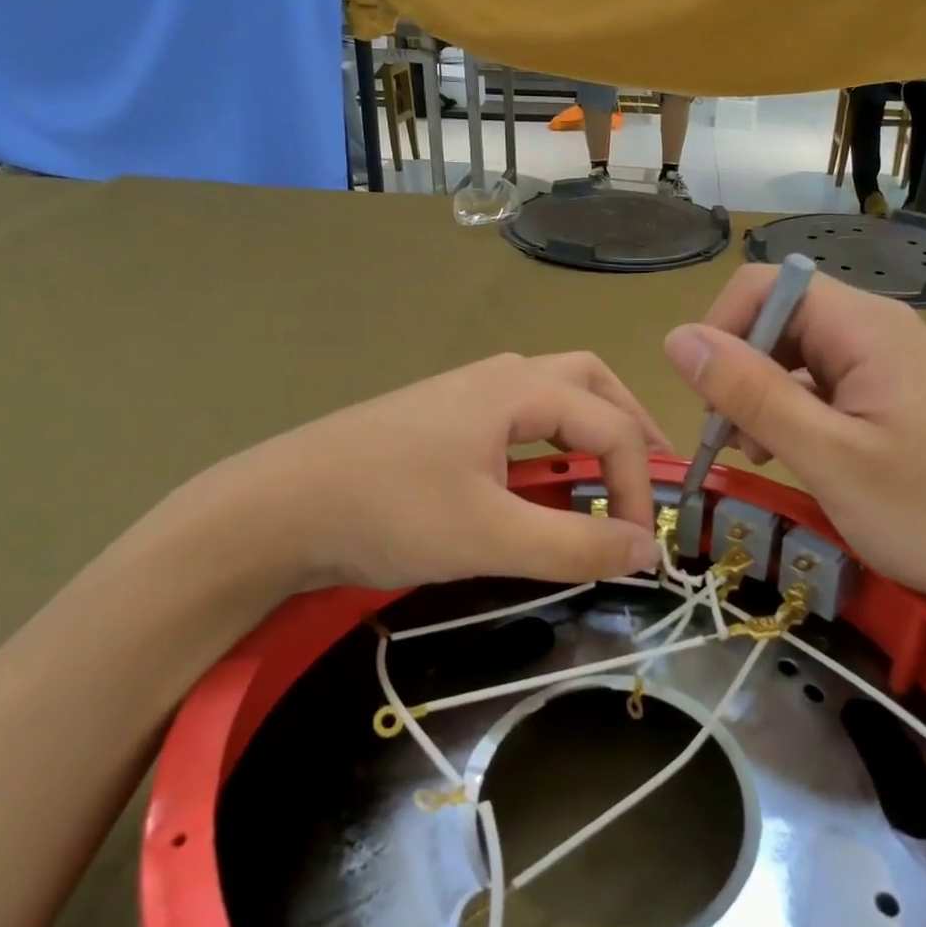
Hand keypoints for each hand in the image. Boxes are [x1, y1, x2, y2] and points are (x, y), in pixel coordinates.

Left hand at [148, 352, 670, 601]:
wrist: (274, 510)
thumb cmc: (387, 512)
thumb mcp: (490, 536)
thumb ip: (574, 543)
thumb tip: (645, 549)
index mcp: (516, 389)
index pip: (610, 426)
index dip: (640, 483)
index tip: (639, 545)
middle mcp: (497, 377)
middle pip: (589, 381)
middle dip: (629, 424)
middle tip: (651, 473)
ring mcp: (463, 395)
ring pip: (551, 394)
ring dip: (591, 428)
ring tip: (610, 474)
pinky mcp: (440, 421)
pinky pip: (517, 418)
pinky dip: (551, 442)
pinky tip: (541, 480)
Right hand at [663, 267, 925, 621]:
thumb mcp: (826, 456)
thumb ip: (750, 393)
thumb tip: (677, 339)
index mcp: (865, 326)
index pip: (766, 286)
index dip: (723, 329)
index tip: (709, 398)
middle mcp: (875, 328)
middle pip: (778, 318)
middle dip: (740, 371)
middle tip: (734, 440)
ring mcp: (884, 362)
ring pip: (794, 354)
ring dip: (761, 396)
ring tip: (762, 454)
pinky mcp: (888, 394)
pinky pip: (820, 383)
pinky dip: (791, 412)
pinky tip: (792, 455)